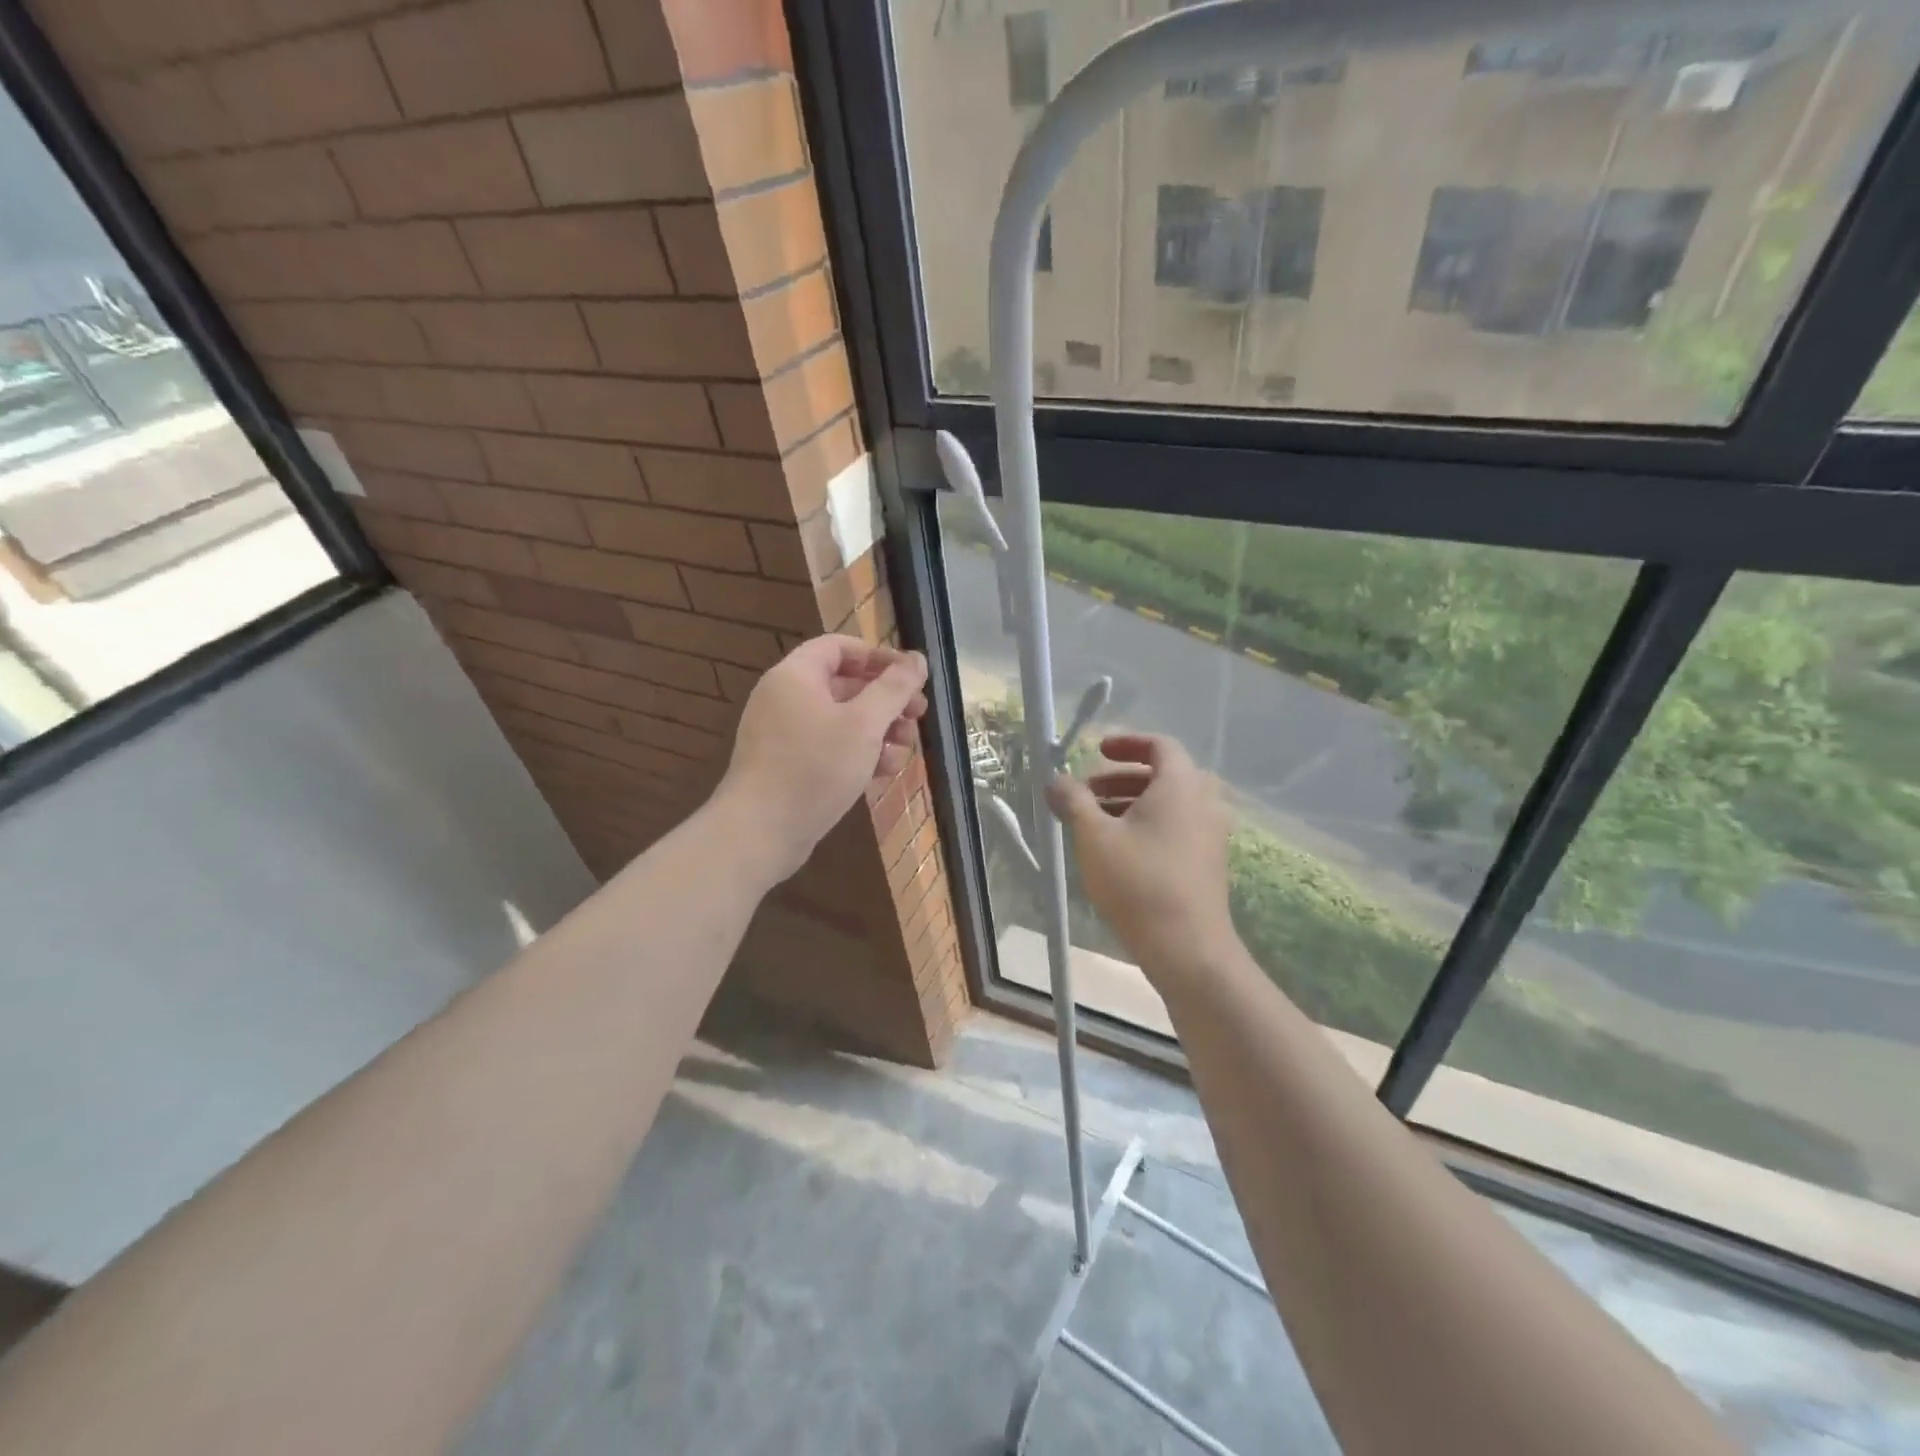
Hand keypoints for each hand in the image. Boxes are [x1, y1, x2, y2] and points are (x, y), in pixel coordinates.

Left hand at [716, 636, 928, 882]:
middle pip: (846, 684)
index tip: (912, 677)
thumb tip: (918, 659)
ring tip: (904, 751)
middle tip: (918, 717)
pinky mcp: (790, 766)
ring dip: (879, 732)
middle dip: (887, 701)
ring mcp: (786, 735)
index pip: (840, 647)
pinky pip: (830, 748)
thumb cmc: (814, 767)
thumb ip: (894, 688)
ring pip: (842, 721)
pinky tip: (883, 774)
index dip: (879, 657)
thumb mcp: (864, 724)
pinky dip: (858, 755)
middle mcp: (786, 698)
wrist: (760, 832)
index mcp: (796, 676)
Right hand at [1046, 733, 1233, 976]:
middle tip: (1087, 791)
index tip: (1097, 751)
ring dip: (1130, 803)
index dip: (1127, 742)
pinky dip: (1147, 825)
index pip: (1160, 745)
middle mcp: (1203, 802)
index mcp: (1181, 785)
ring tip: (1093, 822)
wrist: (1188, 948)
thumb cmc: (1138, 882)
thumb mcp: (1094, 836)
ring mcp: (1210, 834)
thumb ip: (1072, 800)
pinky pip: (1176, 828)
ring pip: (1168, 805)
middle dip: (1121, 778)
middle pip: (1162, 775)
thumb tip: (1055, 780)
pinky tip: (1117, 851)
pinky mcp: (1207, 863)